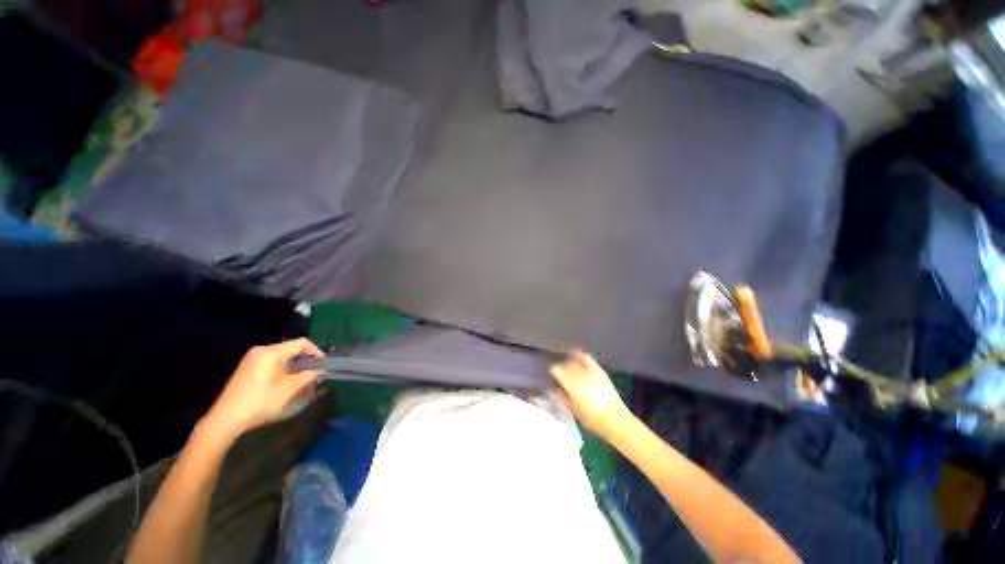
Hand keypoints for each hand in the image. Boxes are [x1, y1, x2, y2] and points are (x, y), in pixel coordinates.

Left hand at [203, 338, 323, 440]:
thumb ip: (309, 375)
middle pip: (292, 348)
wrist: (225, 419)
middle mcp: (261, 350)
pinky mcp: (247, 368)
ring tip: (303, 379)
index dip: (316, 352)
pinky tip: (286, 382)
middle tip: (314, 373)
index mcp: (271, 352)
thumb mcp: (289, 389)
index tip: (323, 365)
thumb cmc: (260, 401)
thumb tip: (320, 370)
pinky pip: (272, 362)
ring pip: (282, 356)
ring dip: (295, 365)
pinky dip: (283, 369)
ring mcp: (252, 359)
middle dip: (306, 360)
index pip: (302, 343)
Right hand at [550, 350, 632, 437]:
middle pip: (565, 364)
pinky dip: (580, 356)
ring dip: (569, 363)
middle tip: (560, 374)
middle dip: (561, 367)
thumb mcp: (573, 410)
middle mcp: (579, 375)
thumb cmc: (592, 419)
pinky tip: (578, 358)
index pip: (556, 370)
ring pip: (574, 360)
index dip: (552, 372)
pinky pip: (587, 358)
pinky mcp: (599, 371)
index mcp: (571, 385)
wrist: (615, 420)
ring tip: (569, 369)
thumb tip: (554, 388)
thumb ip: (561, 396)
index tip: (552, 376)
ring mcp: (590, 371)